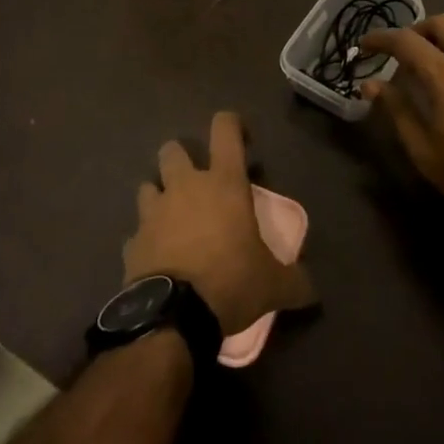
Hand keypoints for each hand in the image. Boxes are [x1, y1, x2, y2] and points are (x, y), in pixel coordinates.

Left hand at [125, 112, 315, 334]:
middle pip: (173, 150)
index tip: (242, 140)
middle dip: (182, 159)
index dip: (233, 124)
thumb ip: (294, 281)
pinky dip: (146, 240)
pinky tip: (158, 257)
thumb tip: (311, 291)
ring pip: (148, 186)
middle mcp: (185, 187)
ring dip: (159, 196)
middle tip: (198, 183)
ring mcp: (153, 213)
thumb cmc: (230, 282)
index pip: (225, 129)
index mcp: (224, 183)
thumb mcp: (273, 285)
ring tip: (173, 219)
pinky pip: (137, 232)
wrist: (172, 318)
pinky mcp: (132, 242)